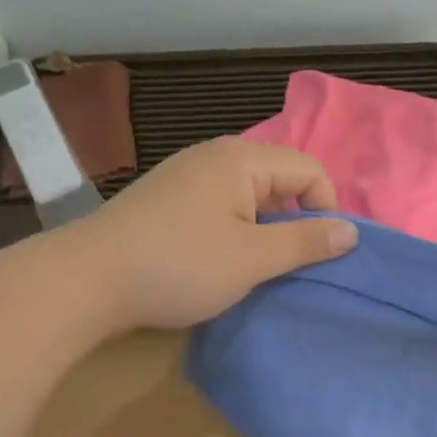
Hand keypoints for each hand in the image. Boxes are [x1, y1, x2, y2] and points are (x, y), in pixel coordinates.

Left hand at [69, 138, 357, 330]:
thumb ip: (305, 242)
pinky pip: (219, 204)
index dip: (327, 208)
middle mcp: (215, 155)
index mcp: (241, 160)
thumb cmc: (178, 265)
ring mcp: (186, 175)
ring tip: (258, 267)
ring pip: (248, 194)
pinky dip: (234, 229)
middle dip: (295, 219)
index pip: (309, 169)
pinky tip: (220, 261)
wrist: (85, 280)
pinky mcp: (166, 198)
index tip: (323, 253)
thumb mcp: (252, 258)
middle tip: (292, 264)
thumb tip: (351, 232)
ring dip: (264, 228)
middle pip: (279, 178)